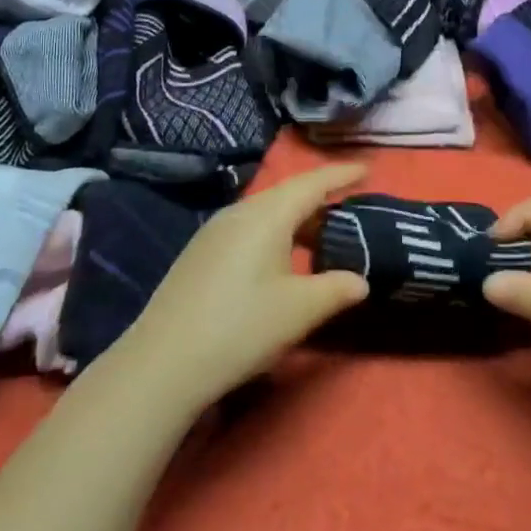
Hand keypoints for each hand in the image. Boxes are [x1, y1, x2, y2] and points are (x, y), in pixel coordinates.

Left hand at [111, 164, 370, 413]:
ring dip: (296, 218)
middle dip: (320, 197)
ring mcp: (215, 230)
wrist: (163, 362)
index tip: (367, 168)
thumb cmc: (241, 328)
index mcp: (267, 215)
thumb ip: (336, 289)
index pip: (313, 183)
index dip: (342, 174)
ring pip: (266, 211)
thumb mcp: (299, 311)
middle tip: (350, 206)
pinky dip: (274, 232)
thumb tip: (360, 281)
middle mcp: (240, 212)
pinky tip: (279, 259)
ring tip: (320, 236)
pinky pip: (248, 227)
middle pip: (287, 193)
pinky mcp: (200, 252)